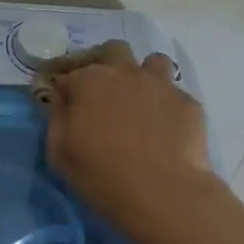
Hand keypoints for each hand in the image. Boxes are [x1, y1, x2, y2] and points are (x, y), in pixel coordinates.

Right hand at [45, 41, 212, 228]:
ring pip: (152, 62)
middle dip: (102, 62)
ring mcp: (161, 85)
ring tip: (138, 100)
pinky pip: (173, 93)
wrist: (164, 193)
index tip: (60, 98)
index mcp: (89, 81)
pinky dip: (164, 104)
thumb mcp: (59, 152)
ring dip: (141, 75)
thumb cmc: (101, 175)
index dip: (61, 85)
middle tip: (99, 88)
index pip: (67, 73)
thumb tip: (60, 99)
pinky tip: (163, 127)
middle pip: (112, 50)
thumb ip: (56, 118)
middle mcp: (125, 73)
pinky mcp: (188, 103)